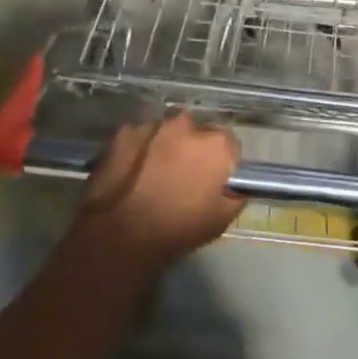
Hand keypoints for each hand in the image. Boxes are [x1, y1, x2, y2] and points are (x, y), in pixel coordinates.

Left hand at [74, 112, 245, 271]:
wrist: (121, 234)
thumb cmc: (178, 228)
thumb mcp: (221, 220)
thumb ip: (236, 195)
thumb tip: (235, 186)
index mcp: (216, 144)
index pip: (230, 145)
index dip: (223, 164)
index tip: (213, 181)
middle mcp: (188, 124)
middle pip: (198, 134)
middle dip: (194, 151)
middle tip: (183, 178)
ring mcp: (154, 125)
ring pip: (168, 133)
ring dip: (167, 148)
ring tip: (155, 176)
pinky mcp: (125, 132)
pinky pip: (141, 138)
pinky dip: (141, 150)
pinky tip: (133, 174)